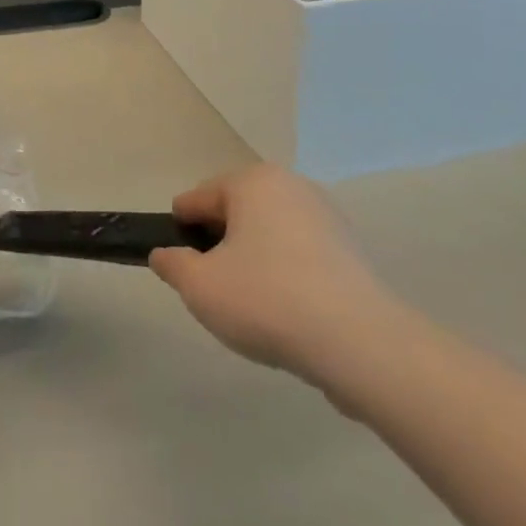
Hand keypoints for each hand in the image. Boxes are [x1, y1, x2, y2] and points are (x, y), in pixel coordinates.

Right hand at [150, 165, 397, 399]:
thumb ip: (173, 266)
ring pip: (271, 233)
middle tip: (213, 286)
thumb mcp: (201, 288)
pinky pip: (302, 255)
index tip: (177, 261)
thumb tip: (165, 254)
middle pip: (237, 211)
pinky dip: (288, 274)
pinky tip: (287, 312)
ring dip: (255, 259)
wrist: (360, 343)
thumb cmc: (268, 301)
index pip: (199, 197)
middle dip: (221, 243)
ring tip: (251, 304)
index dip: (181, 229)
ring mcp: (326, 216)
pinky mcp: (351, 251)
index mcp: (252, 181)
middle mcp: (290, 186)